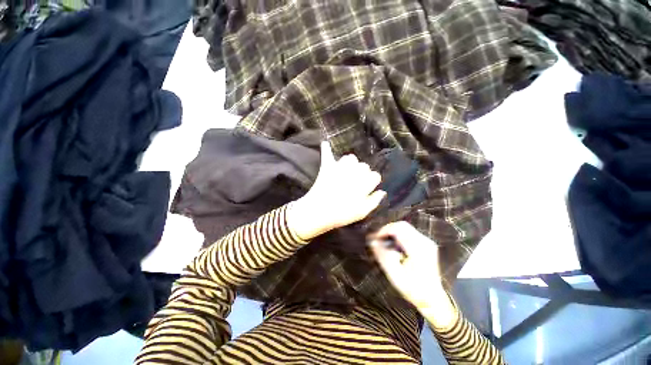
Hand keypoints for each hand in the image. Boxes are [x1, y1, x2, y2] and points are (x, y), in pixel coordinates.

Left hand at [288, 141, 385, 240]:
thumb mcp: (362, 213)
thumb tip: (382, 192)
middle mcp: (354, 172)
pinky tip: (326, 143)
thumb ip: (374, 201)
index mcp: (364, 183)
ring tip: (347, 172)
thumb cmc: (342, 214)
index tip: (367, 188)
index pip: (375, 176)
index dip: (371, 182)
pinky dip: (327, 149)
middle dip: (362, 173)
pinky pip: (327, 154)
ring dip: (350, 164)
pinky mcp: (327, 167)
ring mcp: (340, 168)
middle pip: (363, 165)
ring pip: (350, 158)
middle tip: (355, 183)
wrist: (318, 211)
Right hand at [370, 221, 456, 328]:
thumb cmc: (413, 289)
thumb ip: (383, 256)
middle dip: (388, 230)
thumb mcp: (395, 275)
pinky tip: (395, 246)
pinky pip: (410, 233)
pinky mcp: (427, 245)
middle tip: (379, 240)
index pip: (398, 228)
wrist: (433, 300)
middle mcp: (424, 241)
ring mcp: (427, 242)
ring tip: (385, 243)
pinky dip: (399, 236)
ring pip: (406, 228)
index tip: (375, 239)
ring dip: (393, 233)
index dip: (384, 230)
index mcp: (417, 248)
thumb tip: (372, 241)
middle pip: (402, 225)